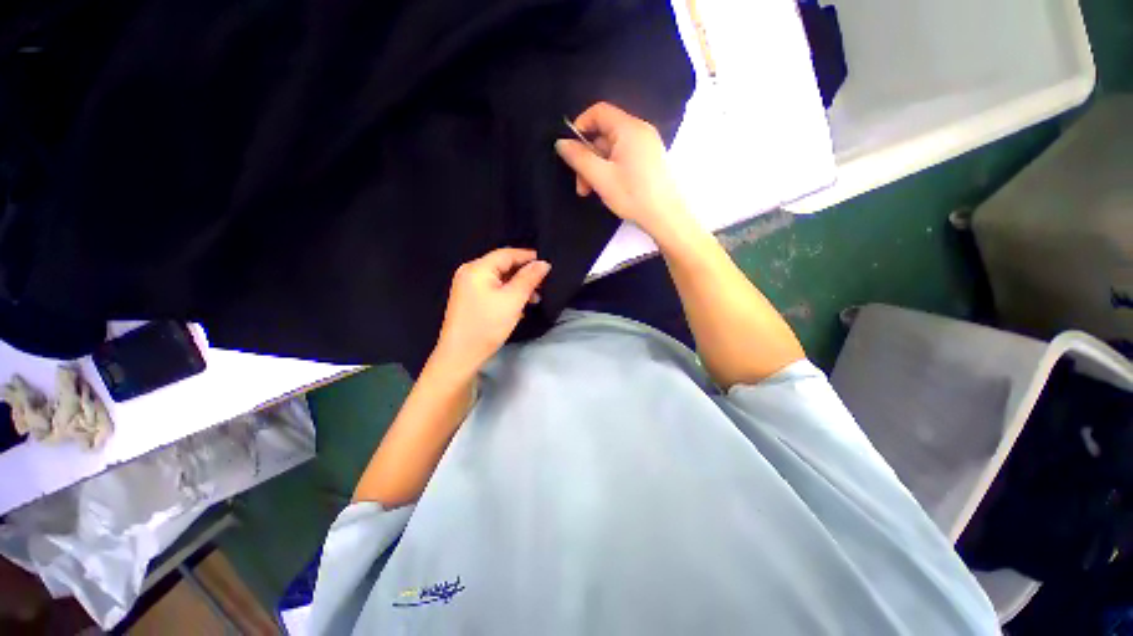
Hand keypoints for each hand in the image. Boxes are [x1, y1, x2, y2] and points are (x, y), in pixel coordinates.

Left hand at [433, 248, 550, 373]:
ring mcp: (467, 285)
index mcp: (478, 268)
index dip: (529, 257)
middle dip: (524, 273)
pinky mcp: (469, 298)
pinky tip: (520, 304)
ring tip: (535, 298)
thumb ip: (529, 278)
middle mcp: (470, 272)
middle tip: (544, 284)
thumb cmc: (487, 325)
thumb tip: (543, 263)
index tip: (548, 264)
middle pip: (502, 265)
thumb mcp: (513, 300)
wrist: (461, 355)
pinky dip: (507, 293)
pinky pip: (492, 288)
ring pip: (499, 278)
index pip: (507, 253)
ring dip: (518, 285)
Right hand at [555, 102, 691, 239]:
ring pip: (612, 150)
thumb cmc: (633, 195)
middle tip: (581, 186)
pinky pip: (623, 158)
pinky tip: (608, 190)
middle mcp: (640, 131)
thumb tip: (560, 142)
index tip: (570, 151)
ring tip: (591, 192)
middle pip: (604, 135)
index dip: (580, 126)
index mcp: (629, 128)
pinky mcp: (650, 161)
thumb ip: (579, 158)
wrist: (667, 218)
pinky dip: (611, 171)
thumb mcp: (601, 178)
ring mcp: (647, 147)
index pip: (599, 111)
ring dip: (597, 169)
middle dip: (588, 159)